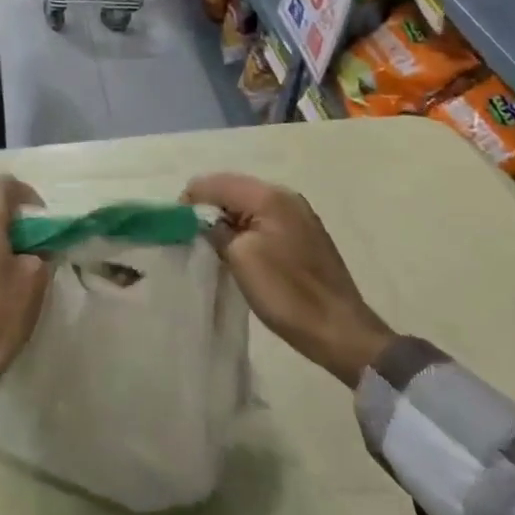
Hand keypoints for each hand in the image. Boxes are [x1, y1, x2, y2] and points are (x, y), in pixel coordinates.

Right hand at [184, 174, 394, 386]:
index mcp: (269, 196)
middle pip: (232, 188)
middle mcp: (285, 196)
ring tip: (208, 244)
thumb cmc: (287, 293)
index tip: (174, 226)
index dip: (190, 199)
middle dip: (207, 207)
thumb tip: (202, 221)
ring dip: (225, 219)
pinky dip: (243, 228)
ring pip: (246, 204)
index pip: (216, 182)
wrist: (340, 331)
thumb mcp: (240, 258)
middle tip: (187, 235)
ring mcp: (297, 214)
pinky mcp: (302, 234)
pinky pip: (261, 218)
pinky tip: (235, 249)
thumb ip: (215, 231)